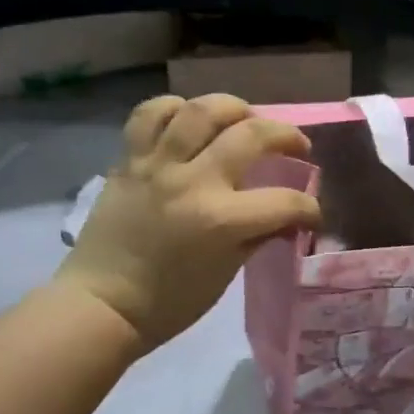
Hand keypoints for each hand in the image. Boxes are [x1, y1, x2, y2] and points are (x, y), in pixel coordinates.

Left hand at [59, 93, 320, 350]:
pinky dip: (174, 108)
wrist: (102, 304)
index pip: (285, 202)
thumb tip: (287, 218)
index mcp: (221, 221)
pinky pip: (149, 114)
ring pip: (202, 110)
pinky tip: (189, 119)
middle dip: (286, 136)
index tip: (311, 214)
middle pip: (251, 135)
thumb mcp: (226, 273)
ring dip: (235, 108)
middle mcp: (193, 182)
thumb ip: (258, 236)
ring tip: (245, 120)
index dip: (309, 208)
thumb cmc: (170, 301)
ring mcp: (157, 166)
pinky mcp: (129, 160)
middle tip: (295, 147)